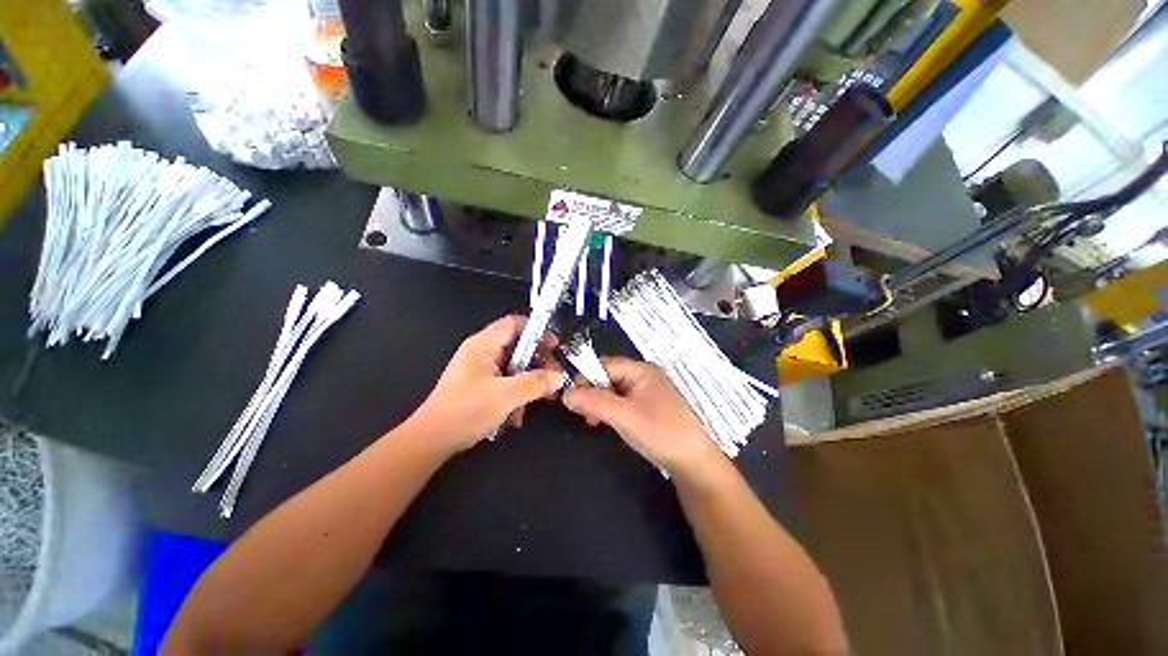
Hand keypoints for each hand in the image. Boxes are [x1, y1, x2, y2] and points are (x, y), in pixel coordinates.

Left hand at [408, 315, 564, 455]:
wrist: (432, 440)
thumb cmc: (465, 411)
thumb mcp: (505, 396)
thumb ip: (535, 383)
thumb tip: (559, 376)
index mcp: (484, 344)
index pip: (515, 323)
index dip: (537, 331)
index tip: (554, 347)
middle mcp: (483, 351)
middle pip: (518, 344)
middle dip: (537, 359)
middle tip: (552, 375)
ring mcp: (482, 368)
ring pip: (515, 364)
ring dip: (528, 379)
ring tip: (538, 396)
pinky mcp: (482, 384)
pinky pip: (507, 379)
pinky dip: (517, 390)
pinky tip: (518, 411)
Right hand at [561, 358, 724, 476]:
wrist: (694, 462)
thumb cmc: (660, 432)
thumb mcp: (624, 416)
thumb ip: (594, 402)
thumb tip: (565, 394)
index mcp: (641, 370)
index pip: (605, 365)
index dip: (586, 378)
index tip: (572, 397)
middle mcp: (643, 376)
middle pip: (608, 377)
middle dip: (593, 393)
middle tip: (584, 414)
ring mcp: (646, 392)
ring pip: (613, 391)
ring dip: (600, 404)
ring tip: (592, 421)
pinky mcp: (647, 407)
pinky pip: (622, 402)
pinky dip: (610, 411)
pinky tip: (605, 423)